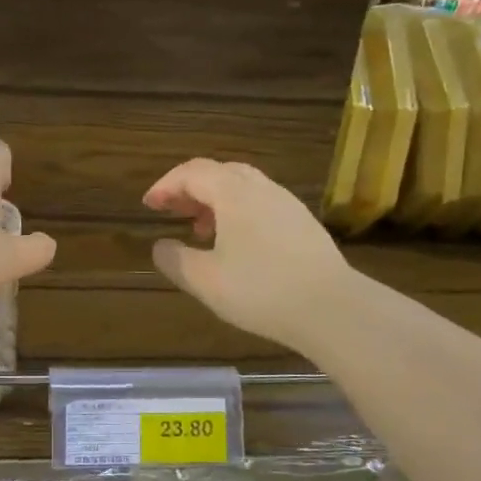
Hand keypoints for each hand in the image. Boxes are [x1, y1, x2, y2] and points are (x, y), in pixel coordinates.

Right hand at [144, 159, 352, 352]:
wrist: (332, 307)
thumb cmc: (260, 290)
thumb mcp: (205, 280)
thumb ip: (175, 260)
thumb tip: (160, 246)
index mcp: (233, 193)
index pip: (192, 173)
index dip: (166, 185)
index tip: (148, 205)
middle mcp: (261, 188)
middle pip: (219, 172)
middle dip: (190, 189)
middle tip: (172, 212)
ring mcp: (287, 204)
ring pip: (243, 187)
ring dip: (215, 201)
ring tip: (201, 231)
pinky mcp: (303, 223)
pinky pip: (262, 203)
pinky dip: (238, 212)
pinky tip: (237, 245)